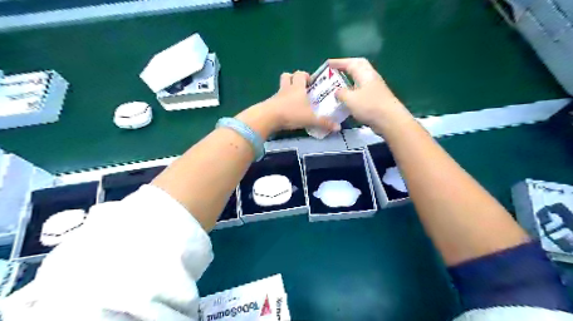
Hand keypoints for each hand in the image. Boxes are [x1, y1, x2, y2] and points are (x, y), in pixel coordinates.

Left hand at [237, 71, 338, 136]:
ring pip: (280, 87)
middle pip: (287, 76)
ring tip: (293, 100)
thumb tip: (338, 128)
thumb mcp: (310, 119)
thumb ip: (324, 123)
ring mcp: (276, 96)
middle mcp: (286, 89)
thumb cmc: (291, 113)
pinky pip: (275, 99)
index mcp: (297, 87)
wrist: (268, 117)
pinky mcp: (270, 104)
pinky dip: (280, 103)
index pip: (300, 74)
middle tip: (301, 89)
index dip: (305, 76)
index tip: (311, 83)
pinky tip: (285, 111)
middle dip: (293, 79)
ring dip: (286, 90)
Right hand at [326, 57, 411, 129]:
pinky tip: (346, 99)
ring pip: (359, 80)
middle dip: (346, 67)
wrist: (390, 120)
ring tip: (338, 85)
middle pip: (358, 67)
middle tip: (334, 71)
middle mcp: (370, 78)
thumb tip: (337, 91)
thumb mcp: (350, 99)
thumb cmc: (369, 106)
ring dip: (349, 80)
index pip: (350, 63)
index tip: (327, 64)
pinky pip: (360, 91)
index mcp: (365, 74)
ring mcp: (374, 89)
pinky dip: (352, 92)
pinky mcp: (375, 99)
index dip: (338, 62)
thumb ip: (341, 93)